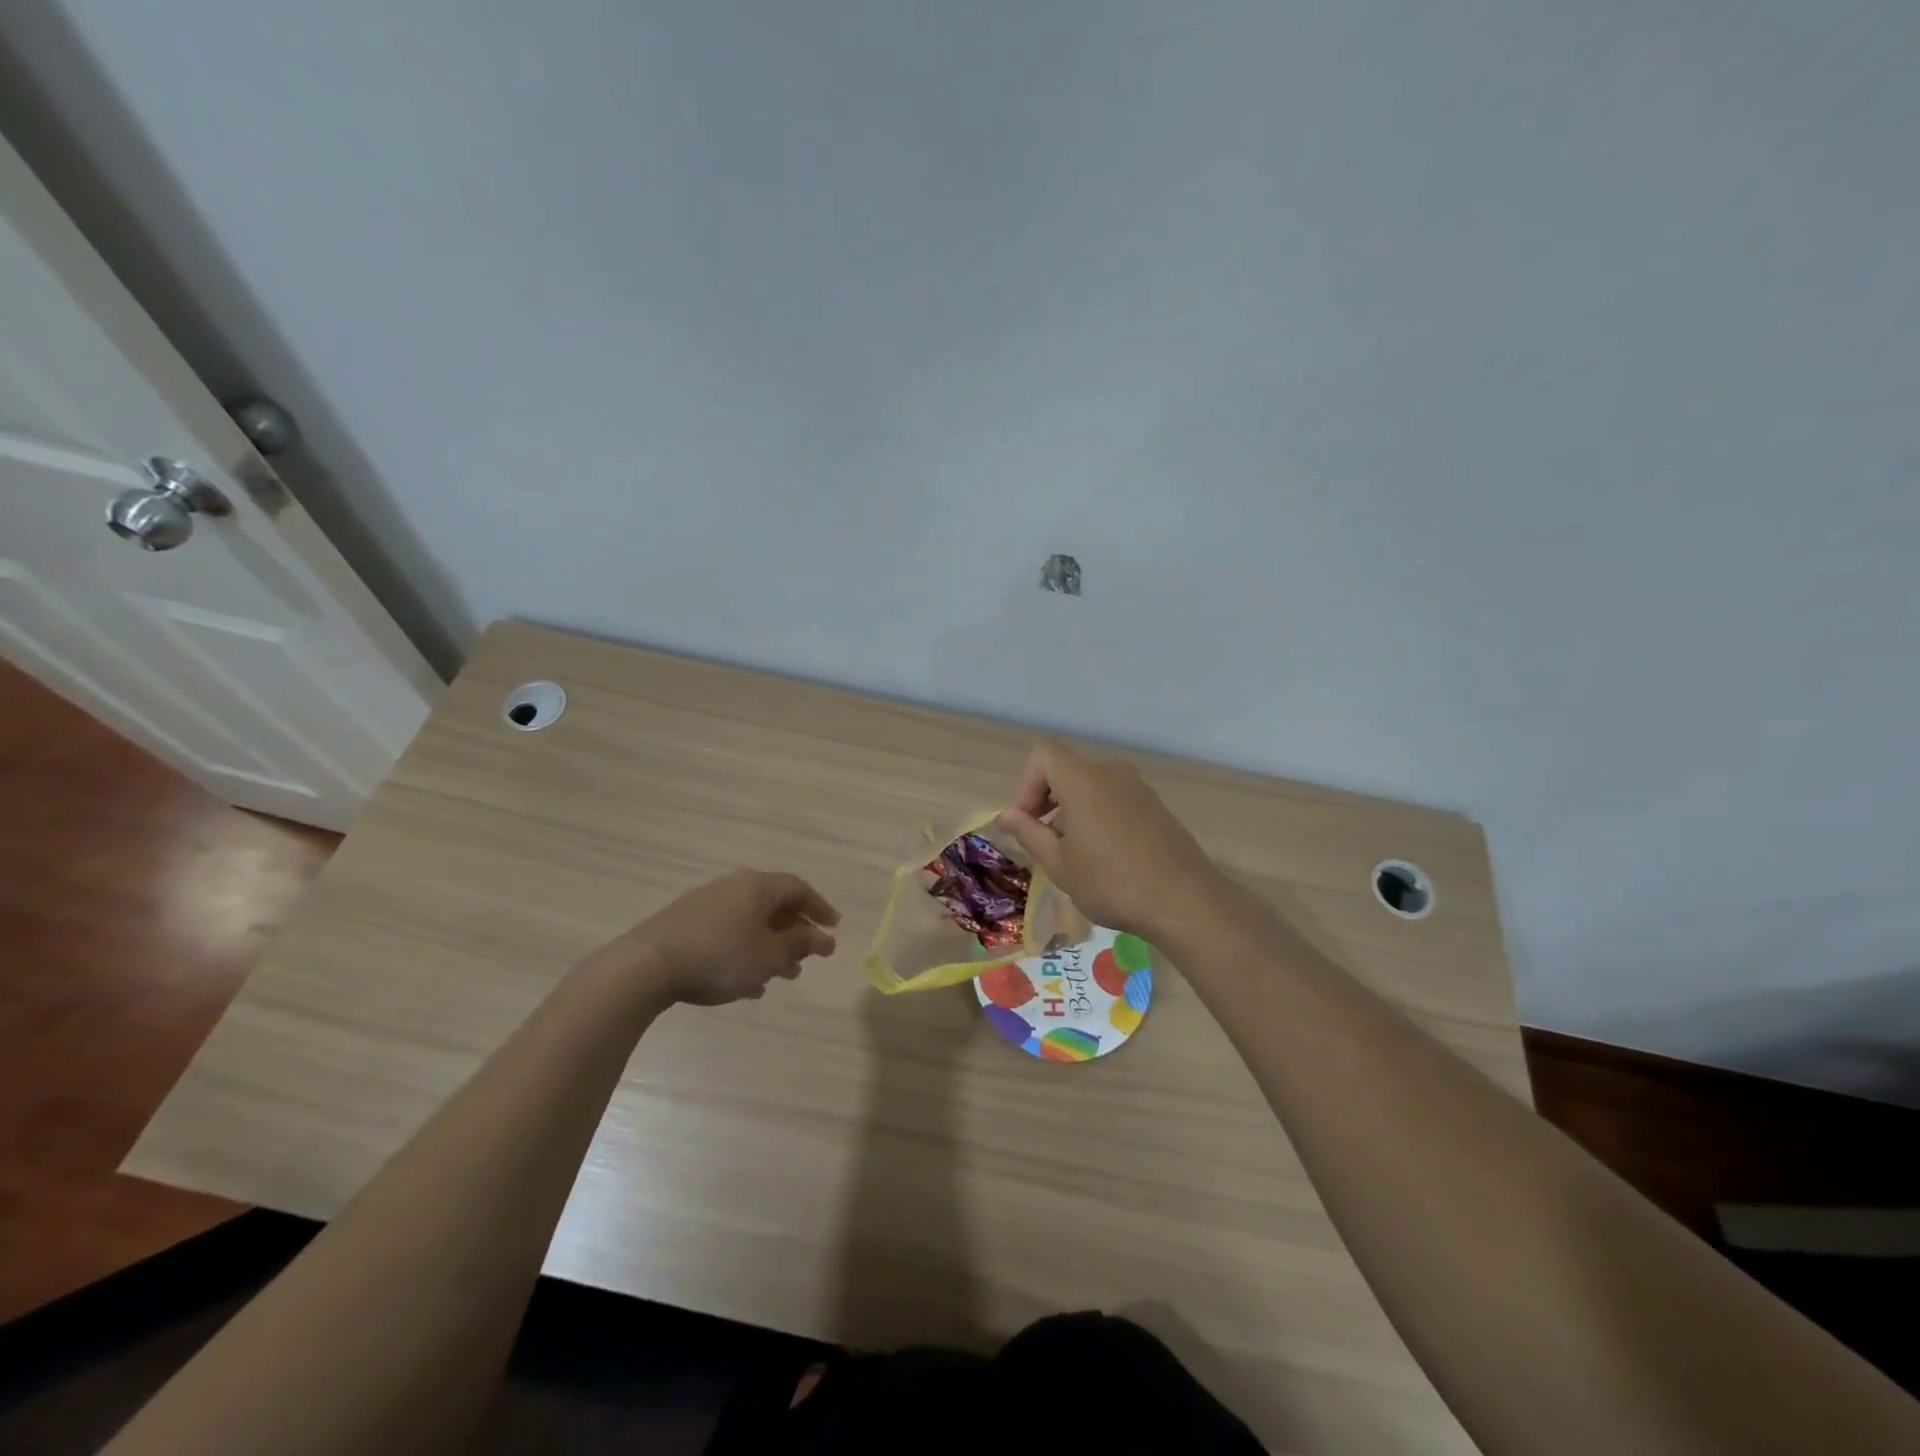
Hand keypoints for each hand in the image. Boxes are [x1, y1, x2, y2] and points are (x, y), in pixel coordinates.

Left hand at [595, 869, 840, 1007]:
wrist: (647, 966)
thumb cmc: (720, 956)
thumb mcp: (769, 955)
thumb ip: (800, 944)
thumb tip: (823, 938)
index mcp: (757, 886)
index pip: (799, 889)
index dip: (819, 908)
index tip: (834, 928)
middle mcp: (733, 887)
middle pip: (773, 905)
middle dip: (795, 932)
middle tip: (810, 957)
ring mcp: (706, 904)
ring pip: (750, 922)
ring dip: (771, 947)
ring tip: (783, 977)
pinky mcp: (684, 925)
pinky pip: (727, 934)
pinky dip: (744, 953)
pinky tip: (747, 984)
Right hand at [997, 741, 1221, 942]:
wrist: (1186, 902)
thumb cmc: (1112, 883)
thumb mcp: (1060, 865)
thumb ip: (1029, 834)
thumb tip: (1006, 816)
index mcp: (1083, 780)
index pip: (1044, 754)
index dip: (1027, 783)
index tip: (1028, 822)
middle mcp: (1111, 774)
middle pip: (1067, 770)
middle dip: (1047, 801)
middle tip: (1046, 843)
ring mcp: (1139, 788)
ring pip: (1092, 786)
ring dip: (1074, 811)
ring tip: (1077, 855)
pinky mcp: (1157, 807)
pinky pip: (1116, 799)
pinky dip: (1100, 817)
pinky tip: (1107, 858)